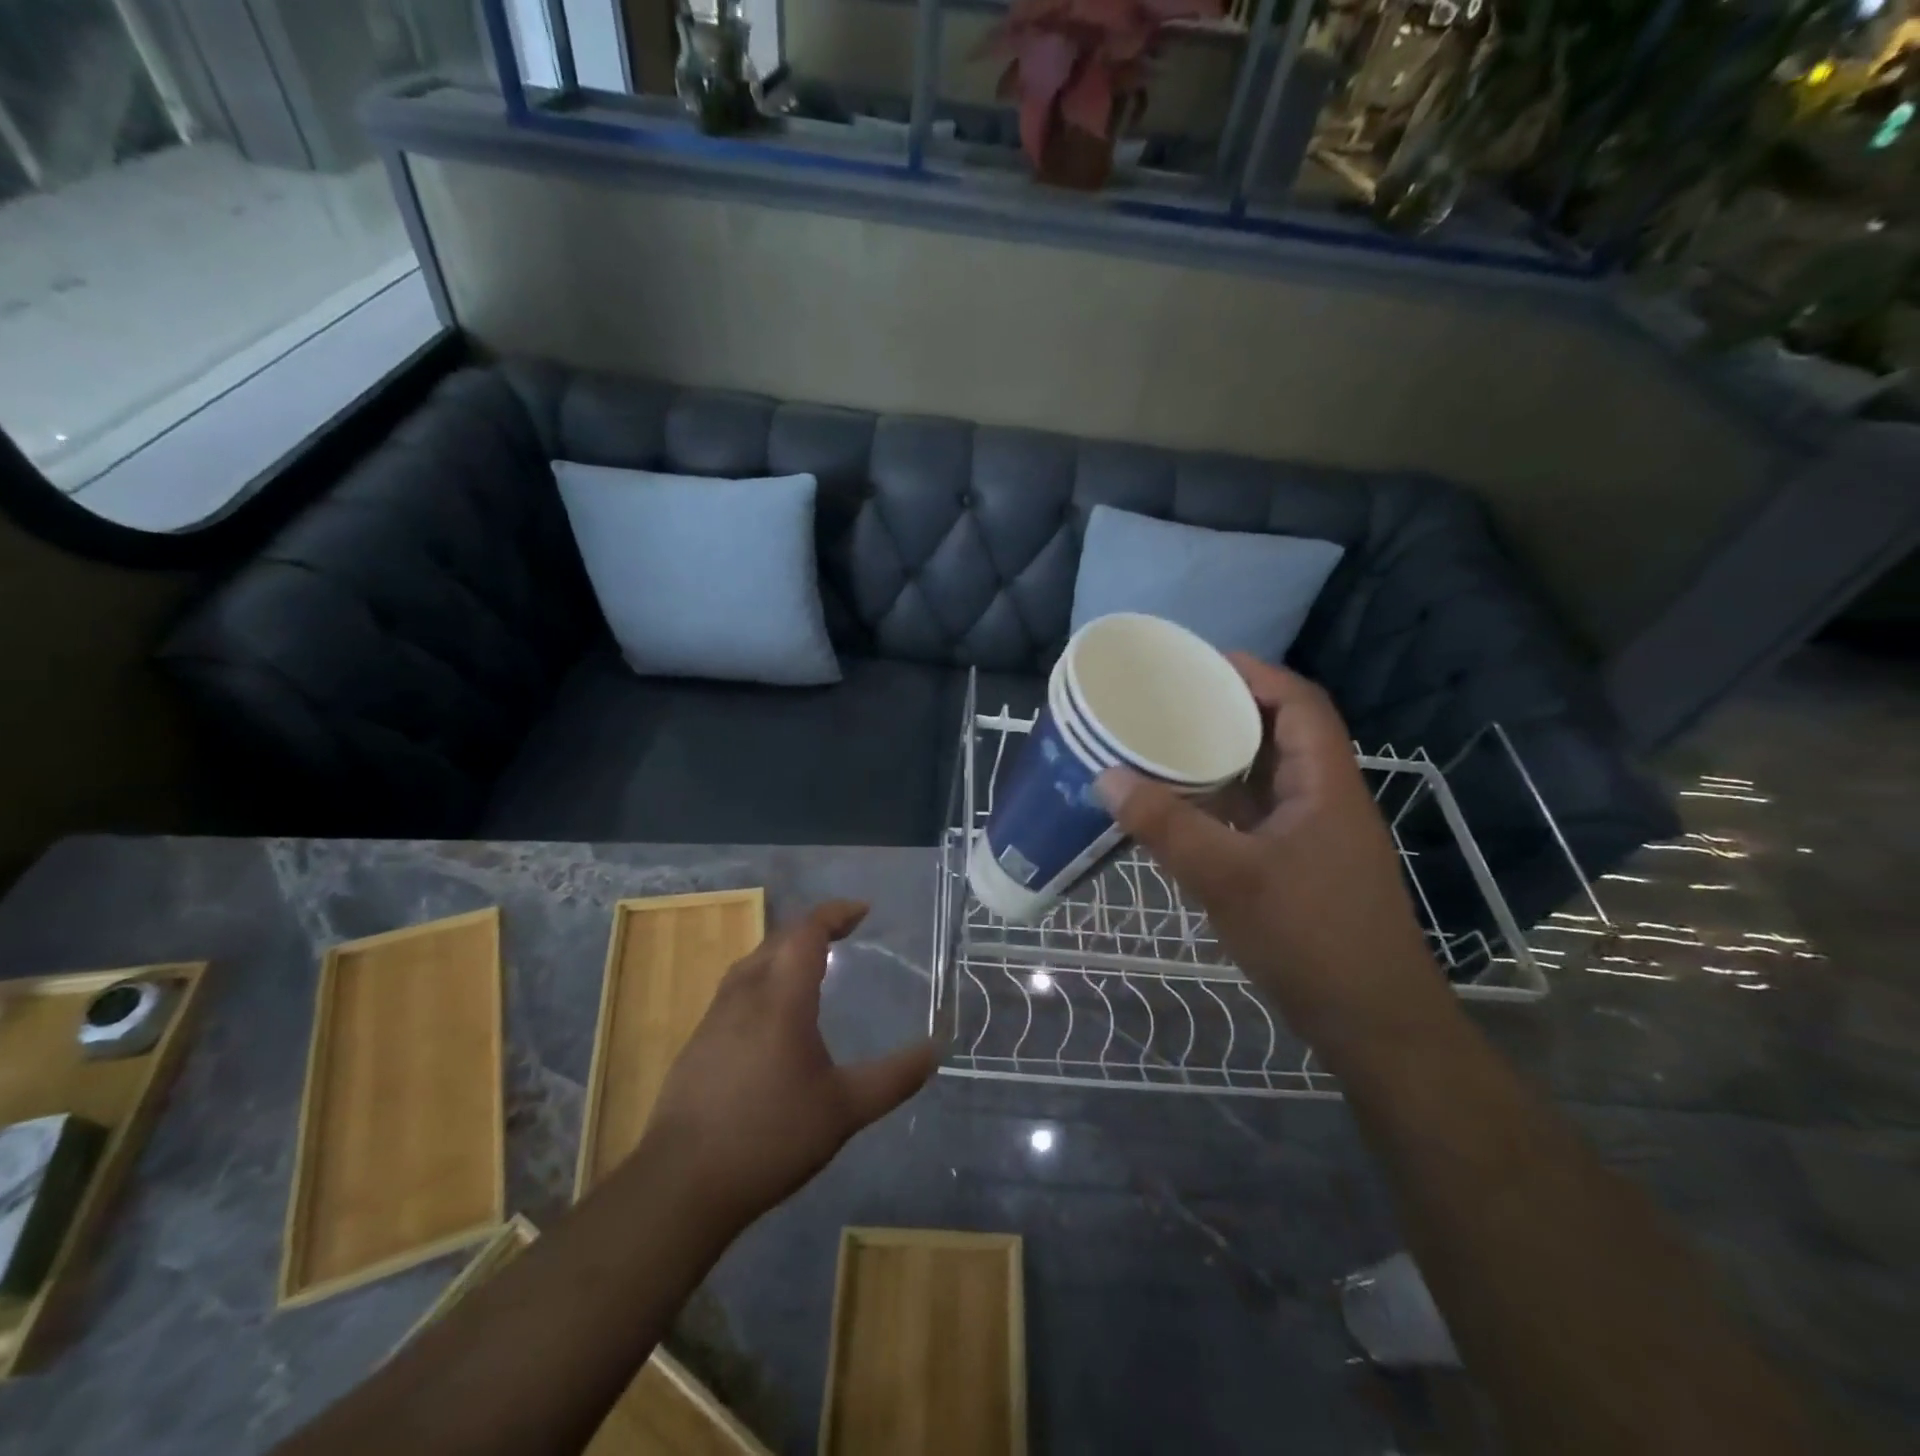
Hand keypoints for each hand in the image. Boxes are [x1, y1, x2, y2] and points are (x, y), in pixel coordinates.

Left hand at [642, 900, 938, 1228]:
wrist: (682, 1184)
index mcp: (782, 998)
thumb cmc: (771, 1137)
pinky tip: (770, 1014)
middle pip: (778, 939)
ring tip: (809, 965)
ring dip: (783, 951)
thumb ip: (893, 1078)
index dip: (836, 913)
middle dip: (813, 928)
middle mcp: (745, 994)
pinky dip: (762, 979)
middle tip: (844, 935)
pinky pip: (735, 989)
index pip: (808, 932)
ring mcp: (714, 1017)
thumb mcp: (845, 1110)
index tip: (863, 911)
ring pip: (752, 962)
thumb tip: (936, 1051)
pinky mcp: (697, 1043)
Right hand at [1098, 655, 1441, 1042]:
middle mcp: (1324, 799)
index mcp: (1325, 784)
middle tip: (1172, 702)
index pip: (1300, 704)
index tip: (1202, 663)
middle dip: (1230, 711)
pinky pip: (1257, 815)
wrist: (1371, 1022)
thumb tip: (1106, 777)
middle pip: (1282, 734)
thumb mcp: (1228, 877)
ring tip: (1168, 744)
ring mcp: (1314, 836)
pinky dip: (1222, 802)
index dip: (1257, 674)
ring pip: (1268, 778)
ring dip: (1224, 758)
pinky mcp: (1301, 867)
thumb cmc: (1310, 937)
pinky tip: (1183, 808)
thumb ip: (1166, 826)